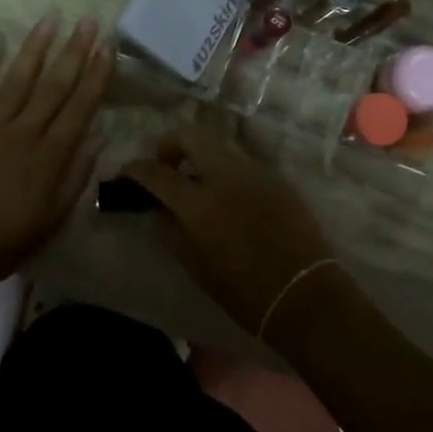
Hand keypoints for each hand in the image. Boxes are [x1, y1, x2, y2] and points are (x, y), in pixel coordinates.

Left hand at [0, 15, 111, 297]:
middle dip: (74, 51)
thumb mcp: (52, 219)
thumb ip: (76, 176)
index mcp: (49, 157)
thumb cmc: (3, 242)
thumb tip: (99, 137)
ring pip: (18, 80)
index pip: (80, 107)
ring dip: (36, 47)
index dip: (96, 76)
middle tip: (88, 21)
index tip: (107, 47)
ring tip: (50, 18)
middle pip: (54, 86)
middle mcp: (23, 133)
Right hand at [120, 126, 342, 339]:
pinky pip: (243, 160)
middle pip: (191, 135)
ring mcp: (255, 172)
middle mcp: (226, 177)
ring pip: (219, 142)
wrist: (304, 296)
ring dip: (200, 152)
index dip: (136, 168)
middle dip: (170, 144)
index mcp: (200, 205)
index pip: (157, 173)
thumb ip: (171, 232)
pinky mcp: (276, 177)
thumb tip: (160, 209)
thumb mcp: (196, 268)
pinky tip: (228, 192)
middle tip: (166, 164)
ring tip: (197, 177)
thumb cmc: (244, 293)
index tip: (127, 170)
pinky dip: (226, 166)